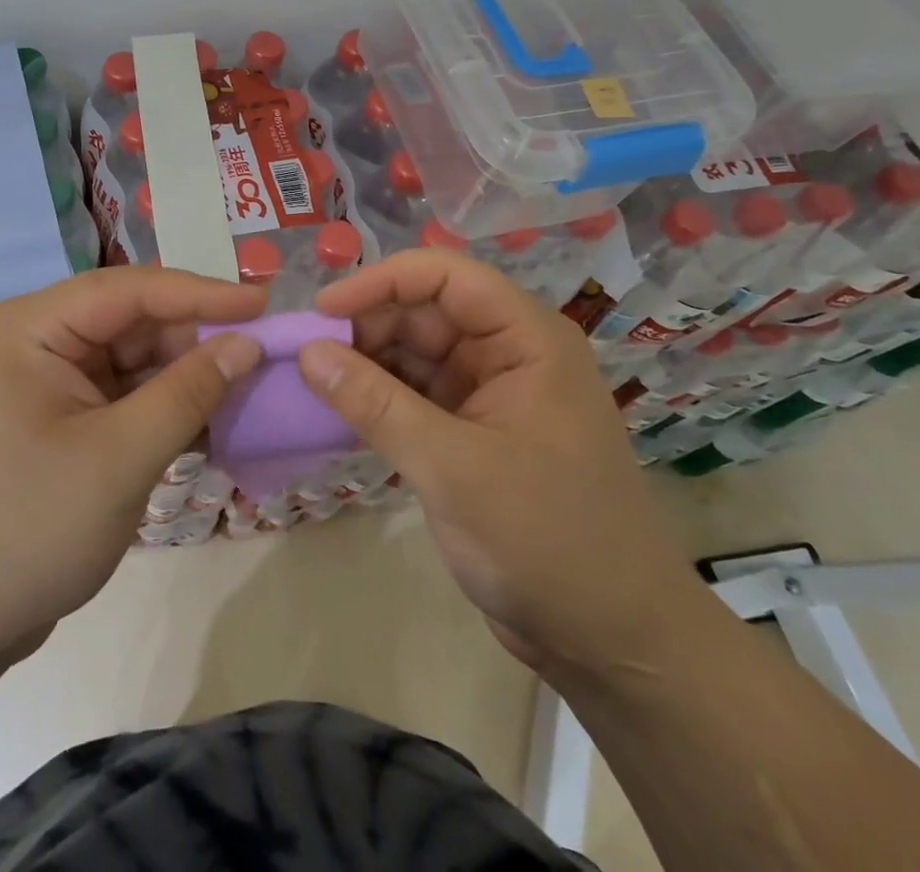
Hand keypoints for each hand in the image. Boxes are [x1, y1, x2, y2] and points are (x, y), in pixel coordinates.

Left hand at [0, 267, 265, 667]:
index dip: (201, 292)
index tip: (263, 303)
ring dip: (189, 376)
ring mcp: (52, 384)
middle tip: (268, 352)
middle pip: (135, 322)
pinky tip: (216, 423)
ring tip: (253, 387)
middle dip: (198, 338)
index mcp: (35, 328)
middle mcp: (41, 342)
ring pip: (137, 361)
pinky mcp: (65, 423)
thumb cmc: (25, 530)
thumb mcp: (118, 458)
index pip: (130, 290)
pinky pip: (127, 398)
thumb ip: (188, 394)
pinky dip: (169, 408)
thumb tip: (248, 344)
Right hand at [299, 249, 706, 675]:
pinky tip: (339, 410)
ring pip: (415, 353)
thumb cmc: (546, 540)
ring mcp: (491, 393)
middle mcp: (509, 353)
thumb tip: (307, 351)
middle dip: (366, 327)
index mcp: (527, 338)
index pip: (445, 276)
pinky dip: (378, 399)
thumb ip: (375, 404)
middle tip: (306, 357)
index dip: (381, 281)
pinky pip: (415, 394)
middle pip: (425, 311)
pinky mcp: (473, 432)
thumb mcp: (452, 467)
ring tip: (311, 383)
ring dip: (366, 364)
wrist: (612, 643)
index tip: (323, 310)